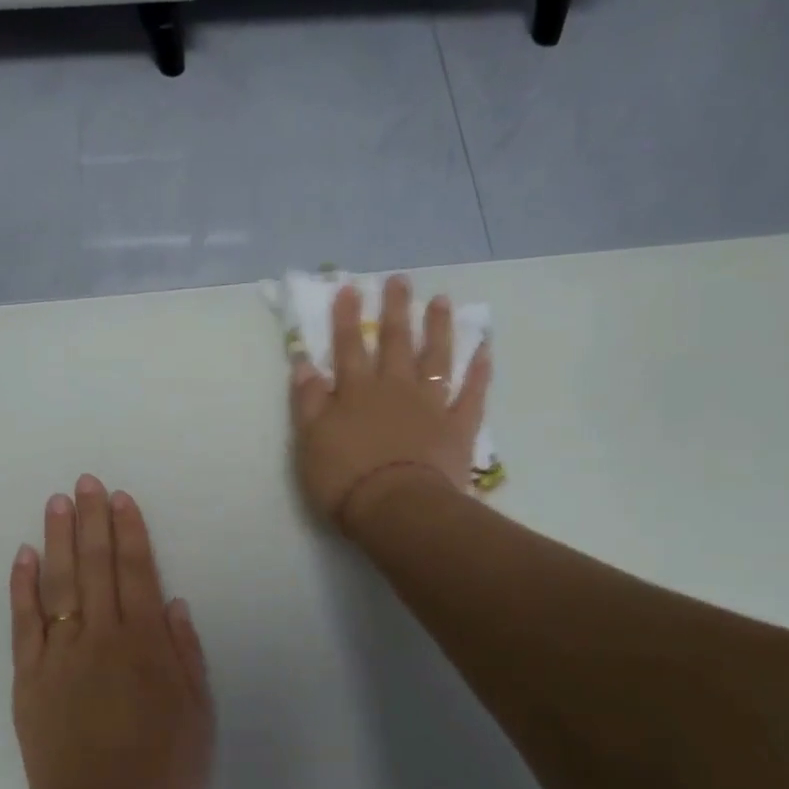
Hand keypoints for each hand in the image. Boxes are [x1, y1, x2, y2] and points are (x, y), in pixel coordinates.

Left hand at [9, 476, 213, 788]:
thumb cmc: (166, 768)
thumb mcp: (197, 710)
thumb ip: (185, 652)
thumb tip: (173, 602)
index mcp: (146, 642)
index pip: (137, 571)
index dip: (130, 531)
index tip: (121, 498)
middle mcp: (102, 636)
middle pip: (95, 566)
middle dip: (92, 520)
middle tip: (86, 483)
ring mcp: (60, 655)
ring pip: (58, 584)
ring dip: (57, 540)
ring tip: (57, 503)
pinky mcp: (29, 679)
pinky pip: (24, 624)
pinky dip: (22, 587)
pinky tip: (23, 557)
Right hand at [289, 274, 490, 530]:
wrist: (397, 508)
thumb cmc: (345, 478)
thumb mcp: (310, 441)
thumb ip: (309, 401)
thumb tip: (304, 364)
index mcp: (356, 392)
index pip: (348, 347)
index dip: (346, 318)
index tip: (349, 288)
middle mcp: (394, 388)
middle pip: (395, 342)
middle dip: (395, 310)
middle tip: (399, 281)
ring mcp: (430, 405)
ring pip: (435, 358)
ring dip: (438, 328)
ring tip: (440, 301)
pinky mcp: (458, 427)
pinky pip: (472, 393)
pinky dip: (479, 372)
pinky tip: (484, 350)